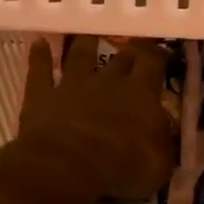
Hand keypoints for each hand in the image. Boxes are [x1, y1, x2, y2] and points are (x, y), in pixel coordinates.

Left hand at [18, 37, 176, 200]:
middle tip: (132, 47)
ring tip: (88, 35)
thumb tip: (165, 131)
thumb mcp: (159, 166)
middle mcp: (108, 82)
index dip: (158, 57)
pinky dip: (39, 56)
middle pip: (121, 59)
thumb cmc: (123, 168)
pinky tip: (39, 43)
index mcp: (141, 96)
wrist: (70, 166)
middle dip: (128, 52)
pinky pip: (39, 71)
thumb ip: (163, 144)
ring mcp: (72, 85)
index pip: (153, 66)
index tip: (162, 52)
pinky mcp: (41, 96)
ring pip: (80, 56)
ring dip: (84, 45)